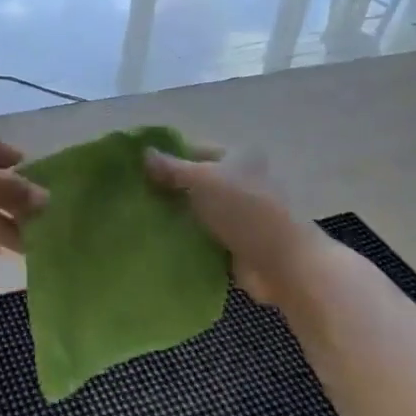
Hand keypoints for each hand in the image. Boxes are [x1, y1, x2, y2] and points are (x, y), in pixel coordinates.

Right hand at [143, 143, 317, 305]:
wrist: (284, 264)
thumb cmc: (246, 210)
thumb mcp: (204, 180)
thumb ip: (172, 168)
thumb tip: (144, 153)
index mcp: (238, 157)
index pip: (194, 150)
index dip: (167, 158)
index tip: (134, 169)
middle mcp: (239, 182)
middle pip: (195, 182)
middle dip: (167, 189)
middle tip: (131, 197)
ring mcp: (238, 215)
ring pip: (196, 211)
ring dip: (174, 217)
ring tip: (136, 220)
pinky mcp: (234, 244)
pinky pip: (202, 237)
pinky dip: (184, 240)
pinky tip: (156, 242)